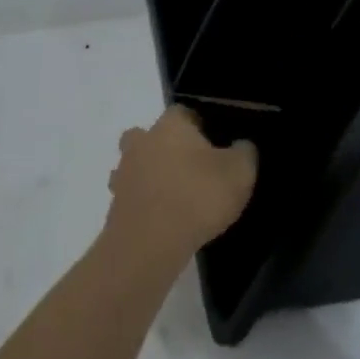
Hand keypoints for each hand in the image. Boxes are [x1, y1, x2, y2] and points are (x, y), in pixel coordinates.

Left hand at [105, 106, 256, 269]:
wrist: (149, 246)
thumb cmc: (198, 197)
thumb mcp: (240, 172)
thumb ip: (244, 152)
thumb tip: (240, 146)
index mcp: (171, 125)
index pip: (183, 112)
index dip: (199, 125)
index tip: (215, 144)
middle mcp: (142, 142)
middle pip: (151, 136)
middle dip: (167, 147)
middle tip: (192, 168)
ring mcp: (123, 175)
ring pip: (138, 166)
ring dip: (152, 176)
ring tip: (178, 197)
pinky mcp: (115, 207)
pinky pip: (133, 197)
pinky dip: (146, 203)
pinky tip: (165, 220)